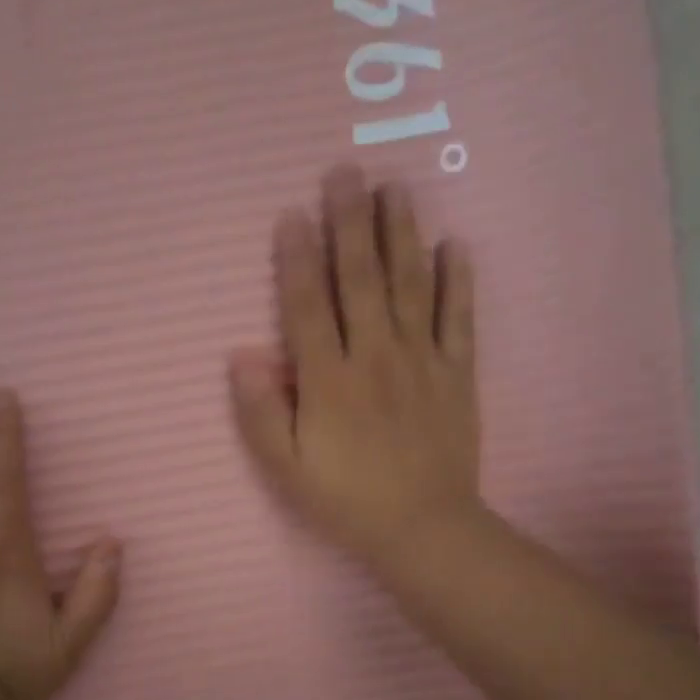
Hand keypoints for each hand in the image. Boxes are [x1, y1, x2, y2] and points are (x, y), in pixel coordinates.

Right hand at [230, 165, 481, 570]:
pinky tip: (454, 244)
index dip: (297, 258)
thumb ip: (261, 412)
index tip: (293, 213)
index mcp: (329, 380)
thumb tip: (241, 355)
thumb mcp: (286, 469)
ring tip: (395, 187)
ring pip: (410, 285)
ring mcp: (421, 361)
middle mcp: (375, 357)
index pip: (308, 306)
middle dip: (351, 223)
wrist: (422, 529)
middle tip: (346, 171)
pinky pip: (458, 318)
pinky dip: (457, 280)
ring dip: (401, 233)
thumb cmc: (346, 501)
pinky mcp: (457, 374)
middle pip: (361, 279)